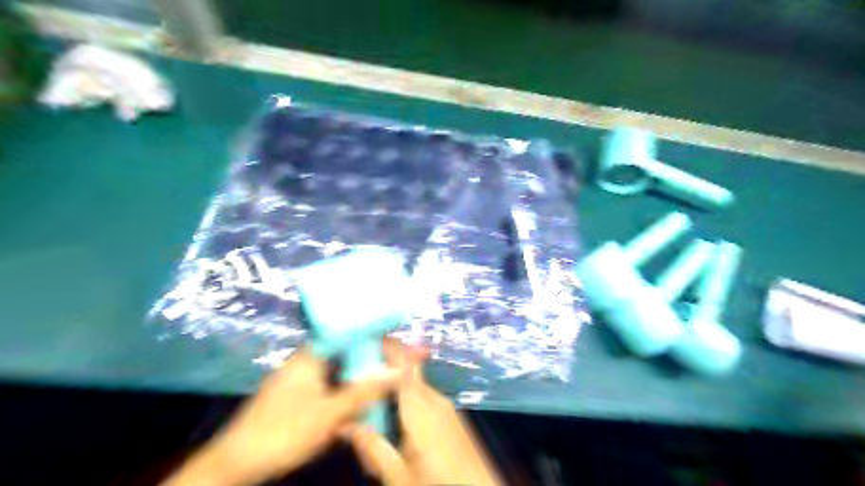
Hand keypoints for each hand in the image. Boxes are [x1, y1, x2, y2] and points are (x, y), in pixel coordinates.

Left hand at [162, 345, 397, 485]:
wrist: (236, 463)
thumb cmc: (284, 431)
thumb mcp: (329, 412)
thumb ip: (364, 391)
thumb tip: (398, 371)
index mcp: (312, 354)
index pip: (352, 334)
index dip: (379, 338)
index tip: (401, 344)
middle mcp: (308, 359)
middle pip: (349, 351)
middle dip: (375, 357)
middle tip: (401, 364)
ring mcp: (302, 377)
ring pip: (341, 369)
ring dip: (363, 375)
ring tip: (389, 377)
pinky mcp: (299, 394)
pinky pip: (332, 383)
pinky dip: (349, 388)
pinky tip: (362, 398)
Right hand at [347, 340, 504, 485]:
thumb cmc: (437, 484)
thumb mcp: (399, 476)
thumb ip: (373, 448)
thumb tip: (346, 424)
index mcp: (421, 409)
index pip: (404, 367)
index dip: (391, 347)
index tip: (372, 335)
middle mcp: (434, 399)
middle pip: (407, 373)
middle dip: (385, 370)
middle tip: (361, 381)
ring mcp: (445, 406)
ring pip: (415, 385)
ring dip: (396, 388)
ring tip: (376, 409)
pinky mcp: (451, 414)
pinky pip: (424, 397)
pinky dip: (408, 400)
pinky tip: (399, 422)